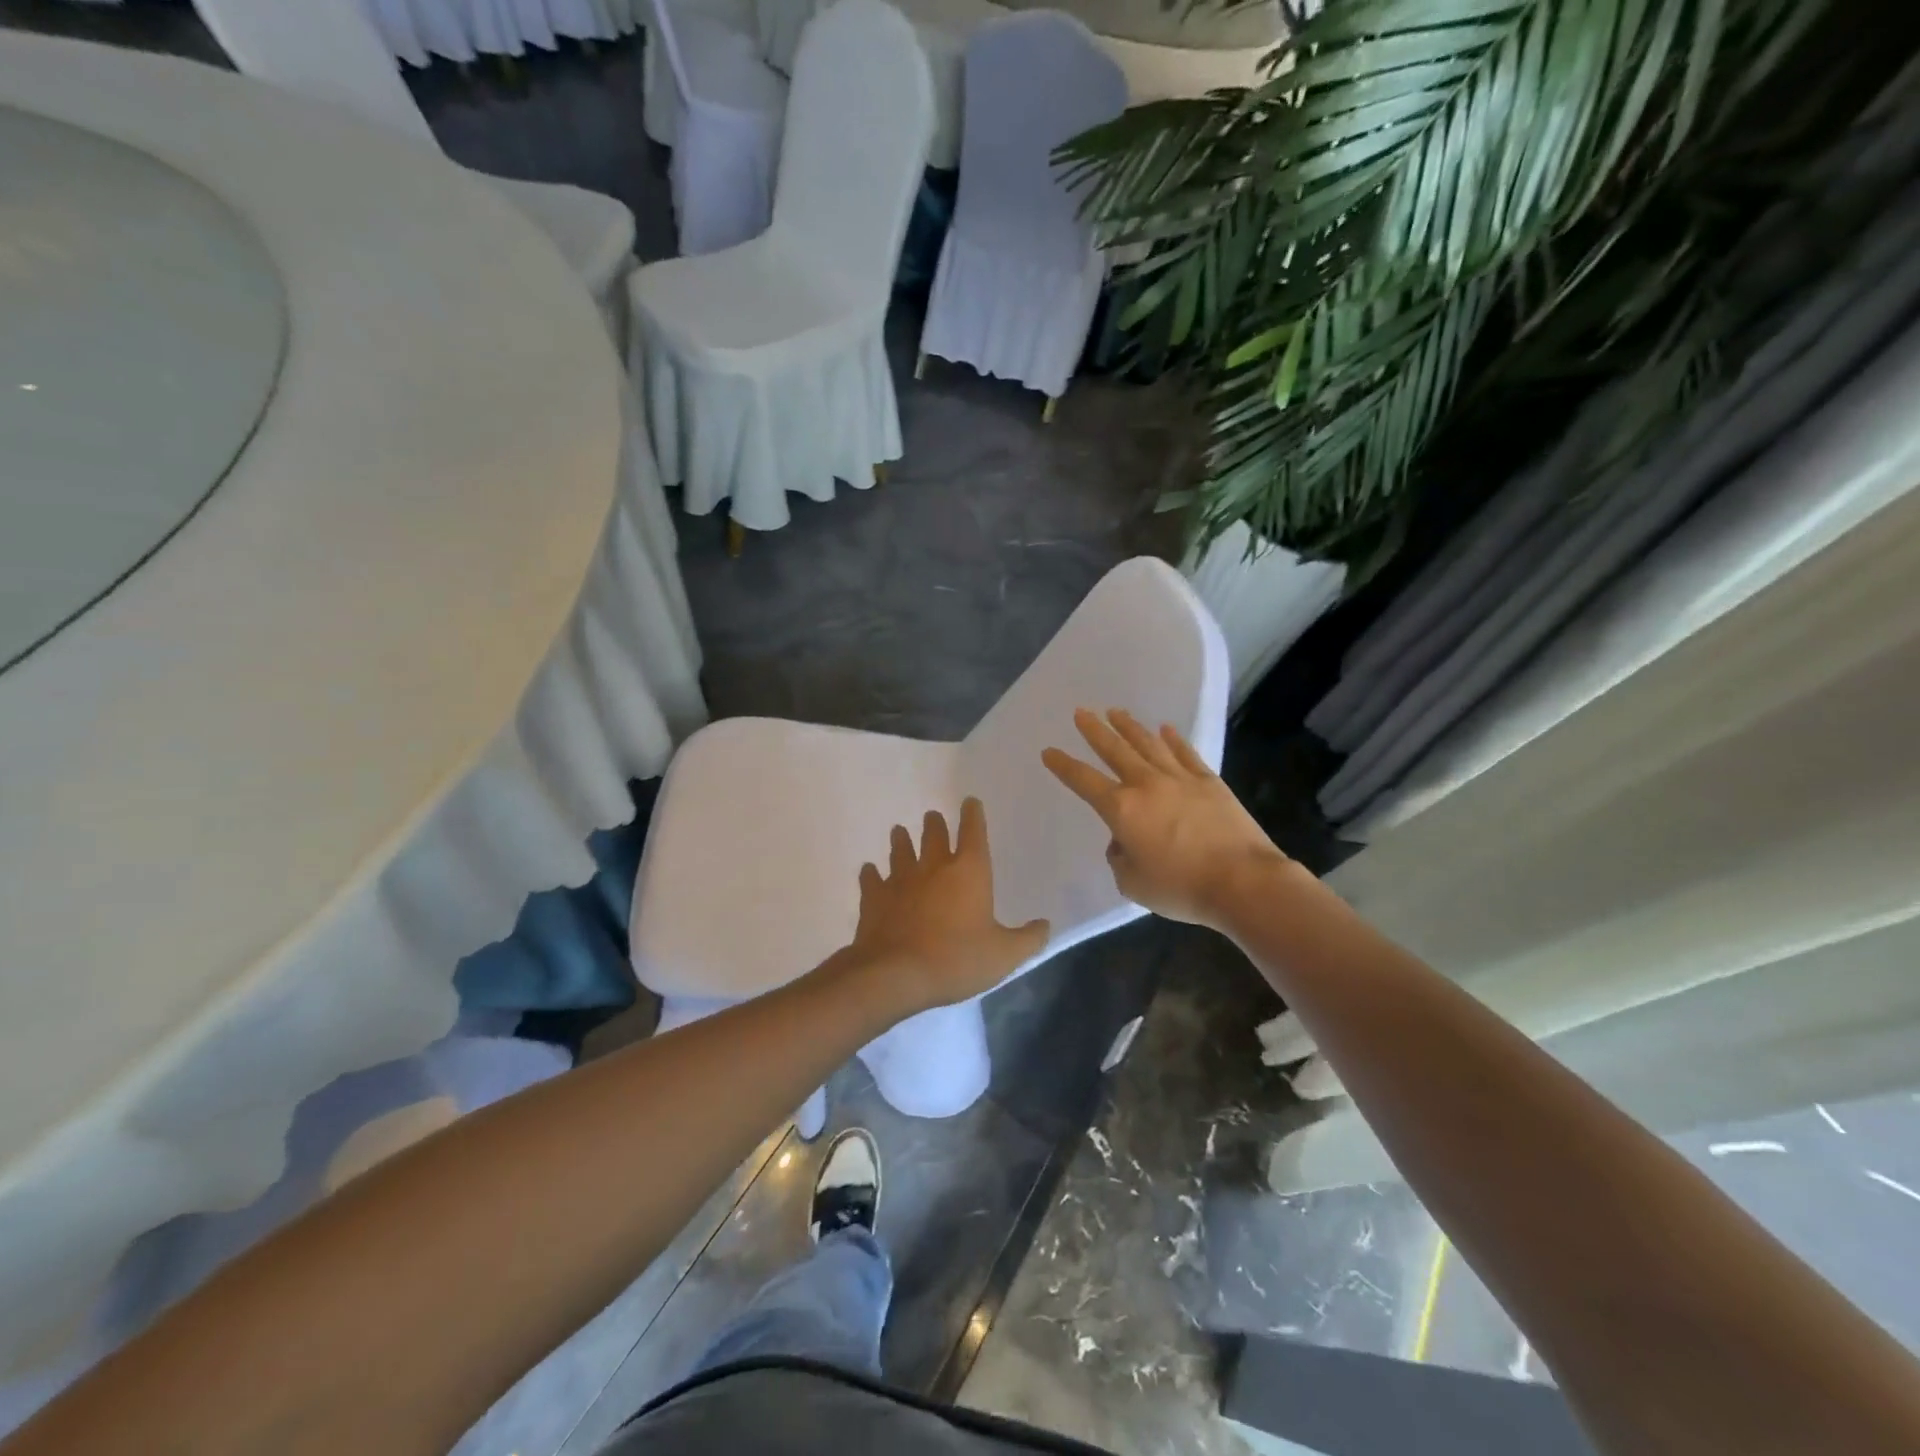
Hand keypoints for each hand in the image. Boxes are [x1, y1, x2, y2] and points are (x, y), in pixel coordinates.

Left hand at [848, 798, 1050, 1012]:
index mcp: (969, 871)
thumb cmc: (957, 960)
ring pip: (901, 849)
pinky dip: (871, 873)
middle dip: (934, 823)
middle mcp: (934, 866)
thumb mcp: (1004, 956)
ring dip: (901, 839)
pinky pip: (871, 878)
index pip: (973, 832)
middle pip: (933, 834)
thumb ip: (1028, 939)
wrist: (896, 974)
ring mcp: (900, 879)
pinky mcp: (874, 897)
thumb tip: (1045, 925)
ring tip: (899, 831)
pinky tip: (870, 871)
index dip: (973, 814)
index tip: (970, 801)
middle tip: (932, 816)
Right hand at [1042, 707, 1288, 931]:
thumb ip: (1119, 859)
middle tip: (1081, 712)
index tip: (1049, 751)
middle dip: (1095, 730)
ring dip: (1130, 727)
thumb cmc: (1181, 887)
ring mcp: (1180, 779)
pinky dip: (1173, 740)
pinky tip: (1165, 729)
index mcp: (1122, 809)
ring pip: (1148, 744)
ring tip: (1115, 711)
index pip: (1083, 781)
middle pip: (1115, 750)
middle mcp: (1147, 785)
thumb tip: (1124, 842)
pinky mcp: (1209, 782)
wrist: (1242, 881)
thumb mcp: (1133, 884)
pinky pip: (1186, 753)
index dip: (1064, 766)